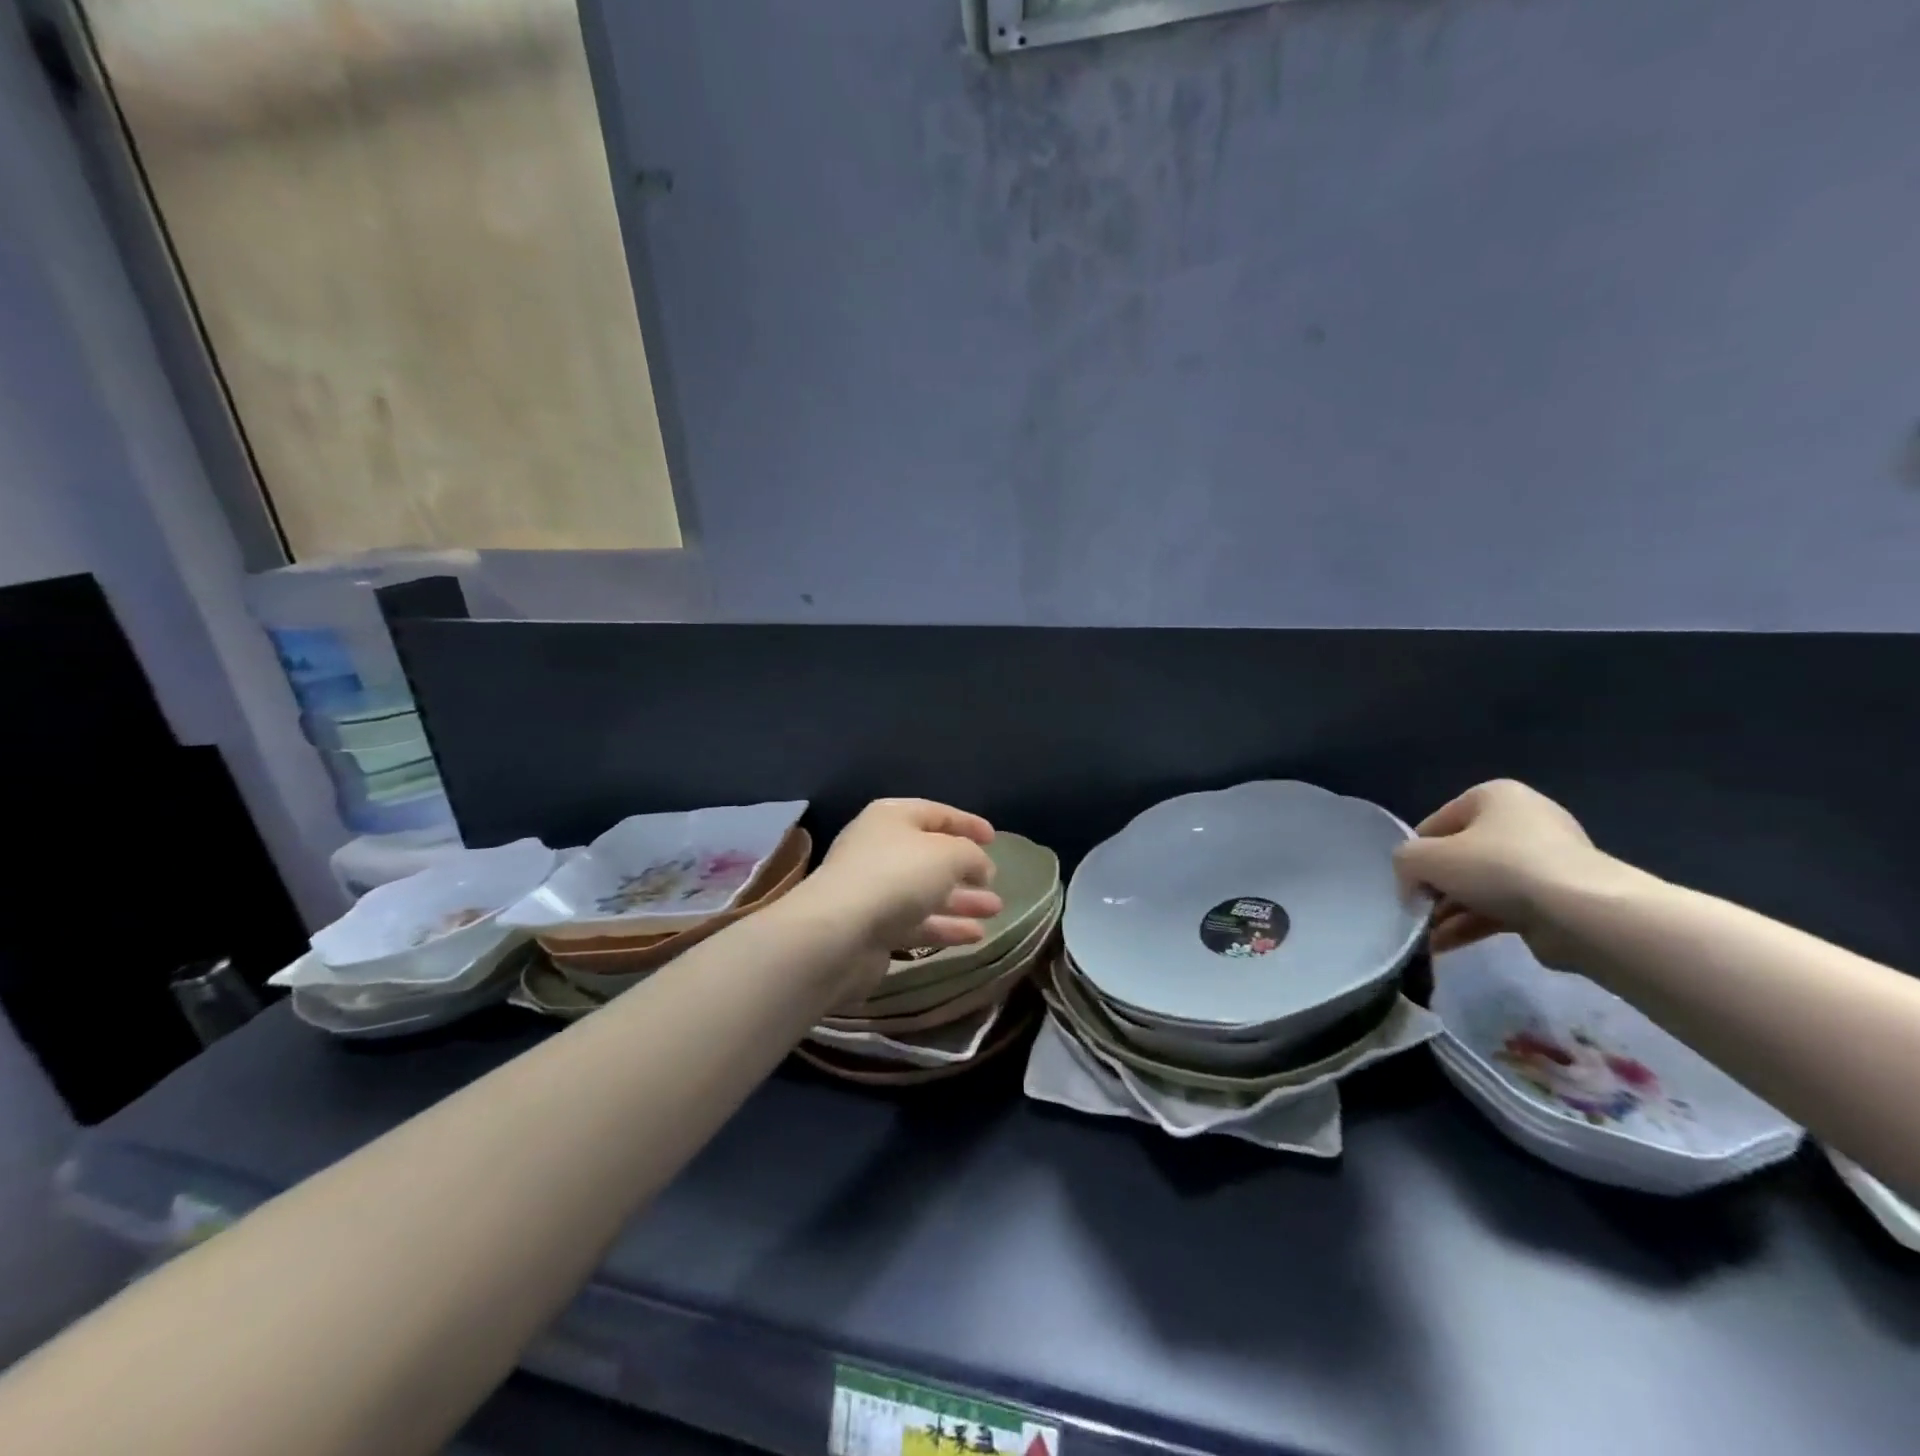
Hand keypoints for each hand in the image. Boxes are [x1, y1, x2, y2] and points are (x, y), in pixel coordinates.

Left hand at [807, 799, 1001, 964]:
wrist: (839, 933)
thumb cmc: (898, 876)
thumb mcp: (948, 854)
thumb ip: (971, 855)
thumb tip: (980, 866)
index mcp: (891, 818)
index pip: (935, 813)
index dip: (966, 823)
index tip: (994, 838)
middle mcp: (879, 848)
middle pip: (929, 856)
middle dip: (965, 869)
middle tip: (994, 882)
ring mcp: (873, 890)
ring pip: (925, 892)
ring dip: (961, 901)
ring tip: (995, 910)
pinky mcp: (872, 928)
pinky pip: (916, 922)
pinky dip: (945, 926)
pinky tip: (975, 936)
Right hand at [1393, 780, 1621, 958]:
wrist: (1582, 913)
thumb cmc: (1498, 867)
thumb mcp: (1426, 857)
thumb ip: (1404, 862)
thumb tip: (1411, 885)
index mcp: (1494, 796)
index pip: (1435, 825)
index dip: (1415, 857)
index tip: (1408, 886)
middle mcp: (1523, 821)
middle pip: (1459, 857)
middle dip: (1435, 889)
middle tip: (1418, 914)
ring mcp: (1545, 861)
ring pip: (1480, 886)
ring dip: (1450, 912)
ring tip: (1427, 939)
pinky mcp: (1558, 897)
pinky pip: (1504, 907)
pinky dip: (1474, 924)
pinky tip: (1446, 945)